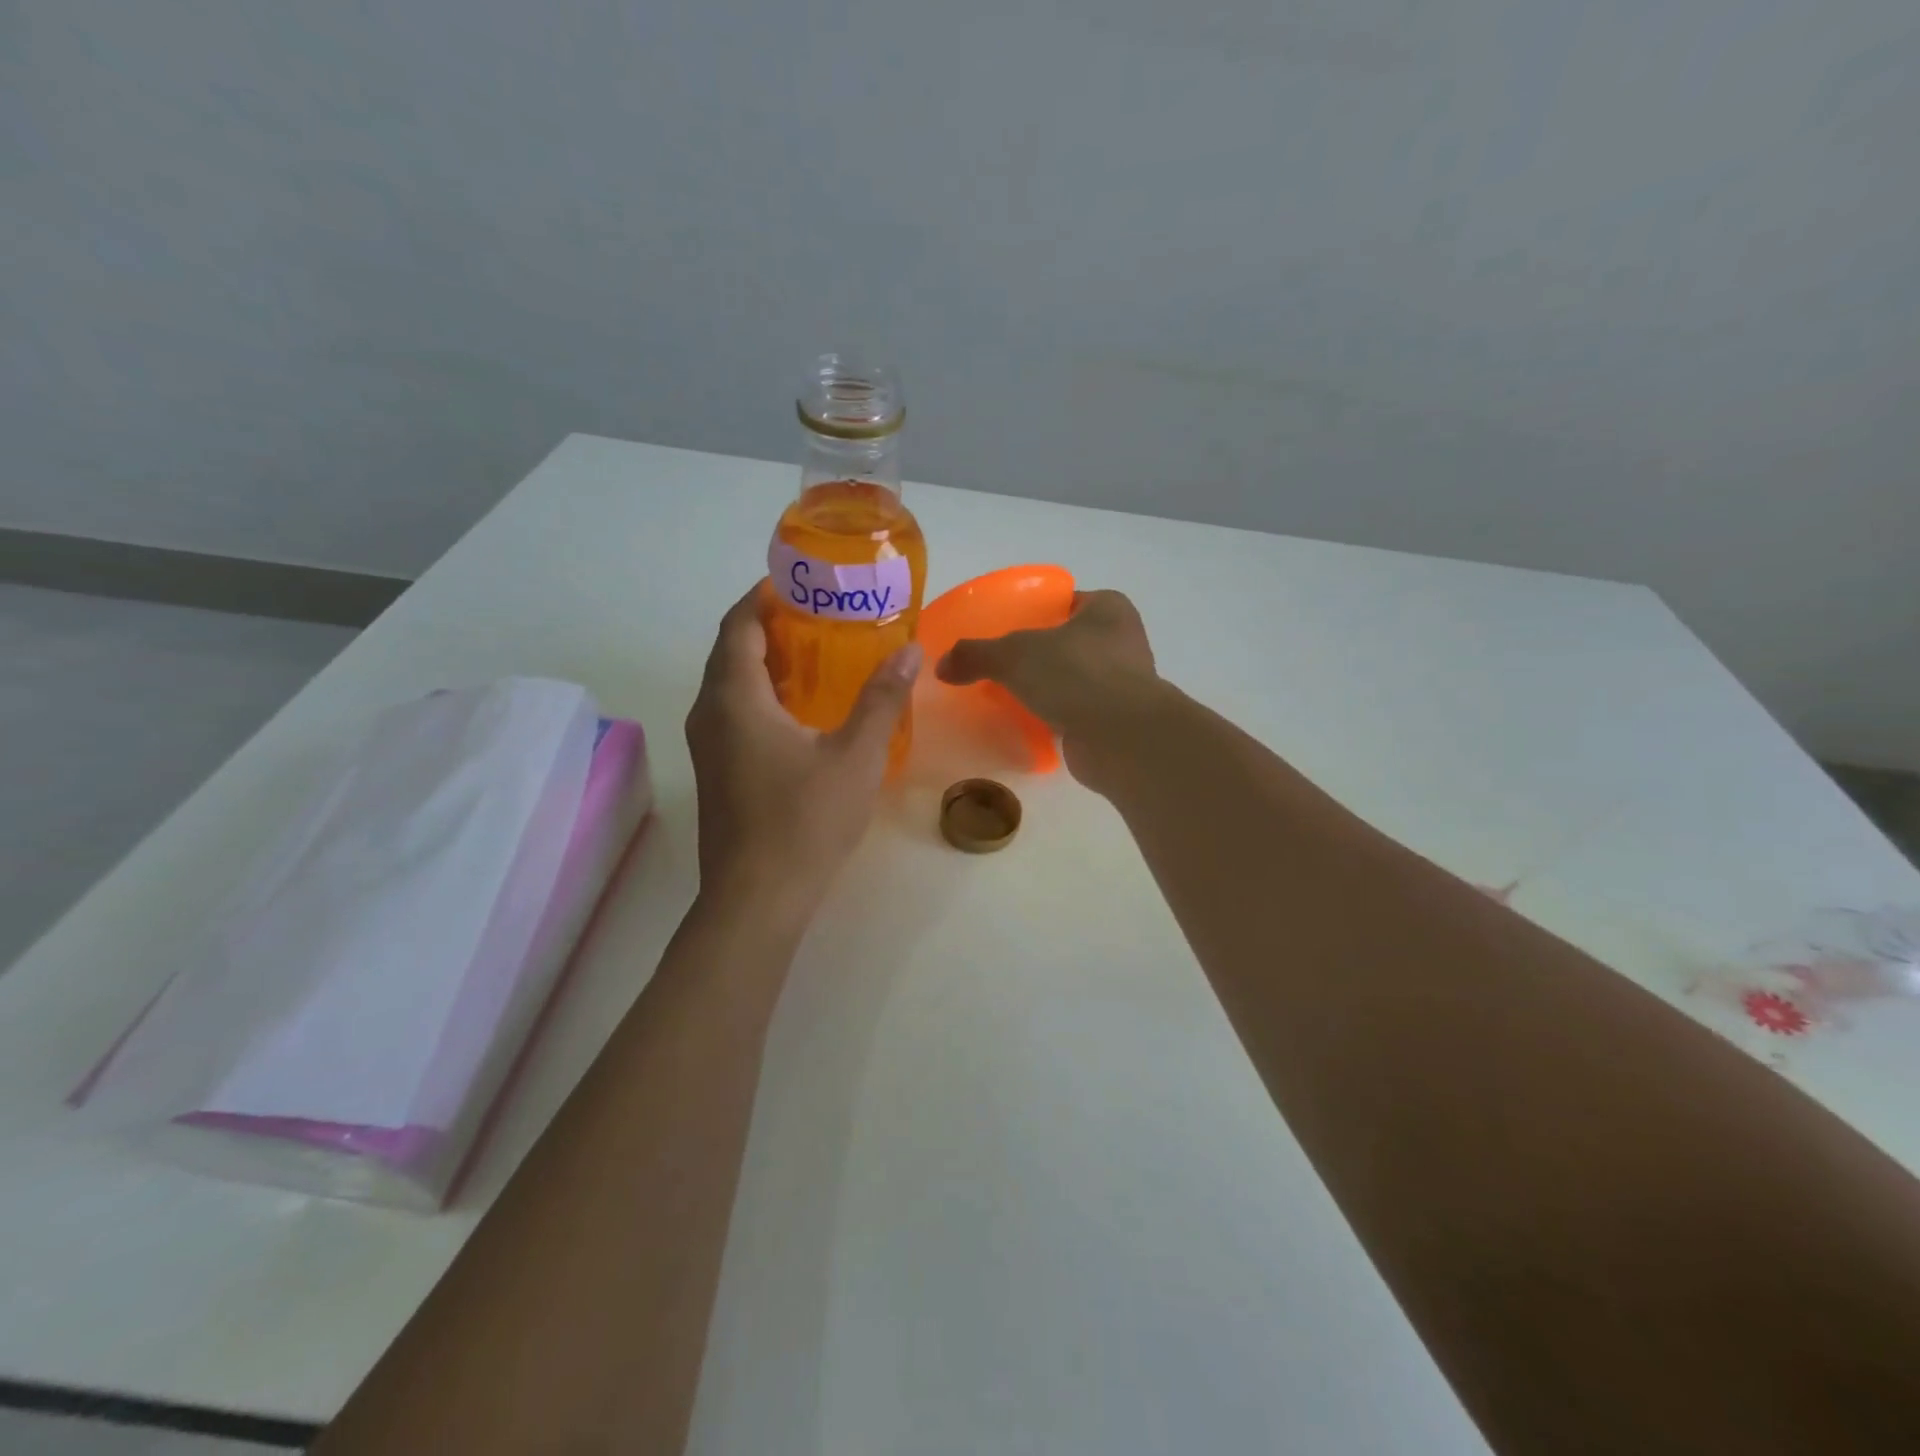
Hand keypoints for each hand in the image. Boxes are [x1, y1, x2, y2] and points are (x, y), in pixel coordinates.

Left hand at [685, 584, 919, 921]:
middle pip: (731, 650)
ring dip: (766, 661)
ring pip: (730, 683)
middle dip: (770, 625)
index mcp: (735, 698)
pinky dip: (762, 693)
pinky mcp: (716, 770)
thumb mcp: (855, 757)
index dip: (765, 595)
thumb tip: (910, 651)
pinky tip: (804, 709)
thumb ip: (882, 699)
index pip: (739, 624)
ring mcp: (707, 745)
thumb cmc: (805, 821)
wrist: (757, 898)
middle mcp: (709, 713)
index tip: (803, 581)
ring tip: (819, 654)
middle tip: (822, 614)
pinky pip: (733, 712)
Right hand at [934, 589, 1158, 789]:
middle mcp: (1123, 640)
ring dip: (1050, 688)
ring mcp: (1124, 683)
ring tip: (1011, 696)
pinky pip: (1079, 711)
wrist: (1119, 737)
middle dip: (1040, 654)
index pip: (1067, 602)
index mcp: (1108, 608)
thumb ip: (975, 654)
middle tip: (1002, 665)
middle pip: (1069, 642)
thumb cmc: (1074, 674)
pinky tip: (1030, 724)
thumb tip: (941, 666)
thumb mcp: (1013, 655)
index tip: (1007, 628)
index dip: (1037, 612)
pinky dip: (1058, 716)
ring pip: (1075, 679)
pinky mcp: (1117, 720)